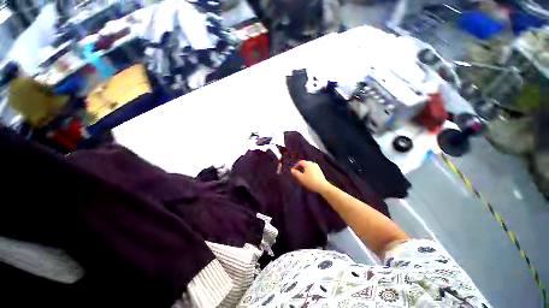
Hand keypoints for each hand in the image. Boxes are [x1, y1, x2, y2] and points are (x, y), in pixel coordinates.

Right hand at [291, 160, 330, 193]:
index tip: (293, 170)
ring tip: (302, 175)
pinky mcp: (320, 171)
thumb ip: (295, 173)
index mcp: (308, 164)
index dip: (296, 165)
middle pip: (305, 163)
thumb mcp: (301, 178)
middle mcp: (313, 164)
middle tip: (297, 172)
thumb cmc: (310, 181)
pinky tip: (309, 176)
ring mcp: (317, 167)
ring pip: (309, 166)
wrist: (322, 186)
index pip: (300, 162)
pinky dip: (309, 171)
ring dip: (305, 169)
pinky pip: (312, 169)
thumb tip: (292, 170)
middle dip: (300, 167)